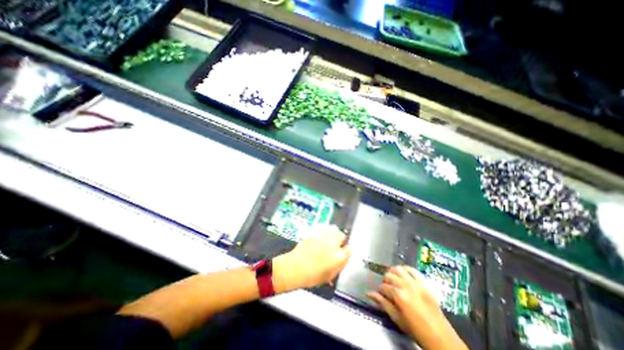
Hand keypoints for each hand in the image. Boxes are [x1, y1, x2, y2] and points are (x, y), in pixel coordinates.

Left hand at [273, 224, 349, 292]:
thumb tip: (344, 257)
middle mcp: (333, 244)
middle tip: (335, 244)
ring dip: (333, 232)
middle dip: (340, 239)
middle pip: (342, 235)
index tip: (344, 250)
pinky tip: (320, 235)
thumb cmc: (312, 276)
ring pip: (333, 228)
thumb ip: (339, 265)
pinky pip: (323, 227)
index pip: (349, 249)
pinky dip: (324, 229)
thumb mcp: (329, 275)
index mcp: (338, 257)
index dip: (347, 250)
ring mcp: (323, 236)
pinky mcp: (314, 231)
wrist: (295, 268)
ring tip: (329, 238)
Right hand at [367, 265, 464, 349]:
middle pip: (389, 275)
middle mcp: (406, 285)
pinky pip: (412, 269)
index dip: (380, 291)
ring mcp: (416, 282)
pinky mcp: (424, 282)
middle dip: (385, 281)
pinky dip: (405, 269)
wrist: (441, 338)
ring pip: (398, 269)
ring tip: (394, 280)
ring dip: (393, 273)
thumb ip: (383, 303)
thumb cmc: (416, 331)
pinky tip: (403, 275)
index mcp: (399, 296)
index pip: (383, 287)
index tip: (381, 295)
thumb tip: (369, 293)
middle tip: (387, 288)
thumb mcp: (397, 319)